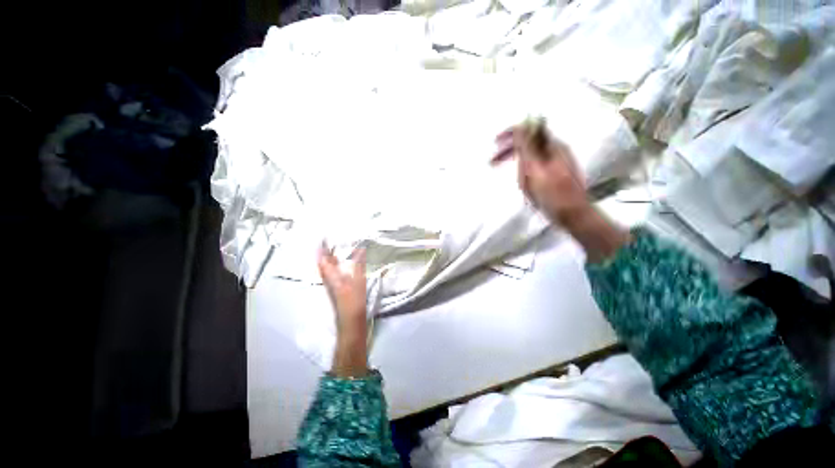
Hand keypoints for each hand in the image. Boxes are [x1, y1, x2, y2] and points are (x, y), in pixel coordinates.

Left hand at [318, 246, 368, 376]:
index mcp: (332, 277)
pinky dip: (336, 266)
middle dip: (325, 252)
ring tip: (335, 249)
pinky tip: (343, 265)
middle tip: (329, 240)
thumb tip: (360, 249)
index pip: (323, 259)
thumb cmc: (353, 302)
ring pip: (328, 269)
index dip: (321, 248)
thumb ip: (359, 265)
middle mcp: (329, 280)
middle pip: (324, 264)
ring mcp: (333, 286)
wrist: (351, 322)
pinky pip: (334, 274)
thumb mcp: (358, 281)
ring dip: (330, 259)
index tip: (323, 237)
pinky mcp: (338, 290)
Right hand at [492, 125, 589, 225]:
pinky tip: (523, 181)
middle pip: (529, 141)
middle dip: (509, 150)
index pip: (528, 130)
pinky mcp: (557, 172)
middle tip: (493, 161)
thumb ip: (528, 148)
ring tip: (509, 176)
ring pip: (532, 154)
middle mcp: (556, 150)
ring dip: (516, 161)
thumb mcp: (535, 171)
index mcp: (551, 147)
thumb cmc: (552, 196)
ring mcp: (558, 161)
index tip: (496, 143)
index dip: (510, 134)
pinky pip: (536, 165)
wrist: (574, 215)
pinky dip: (525, 169)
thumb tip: (521, 127)